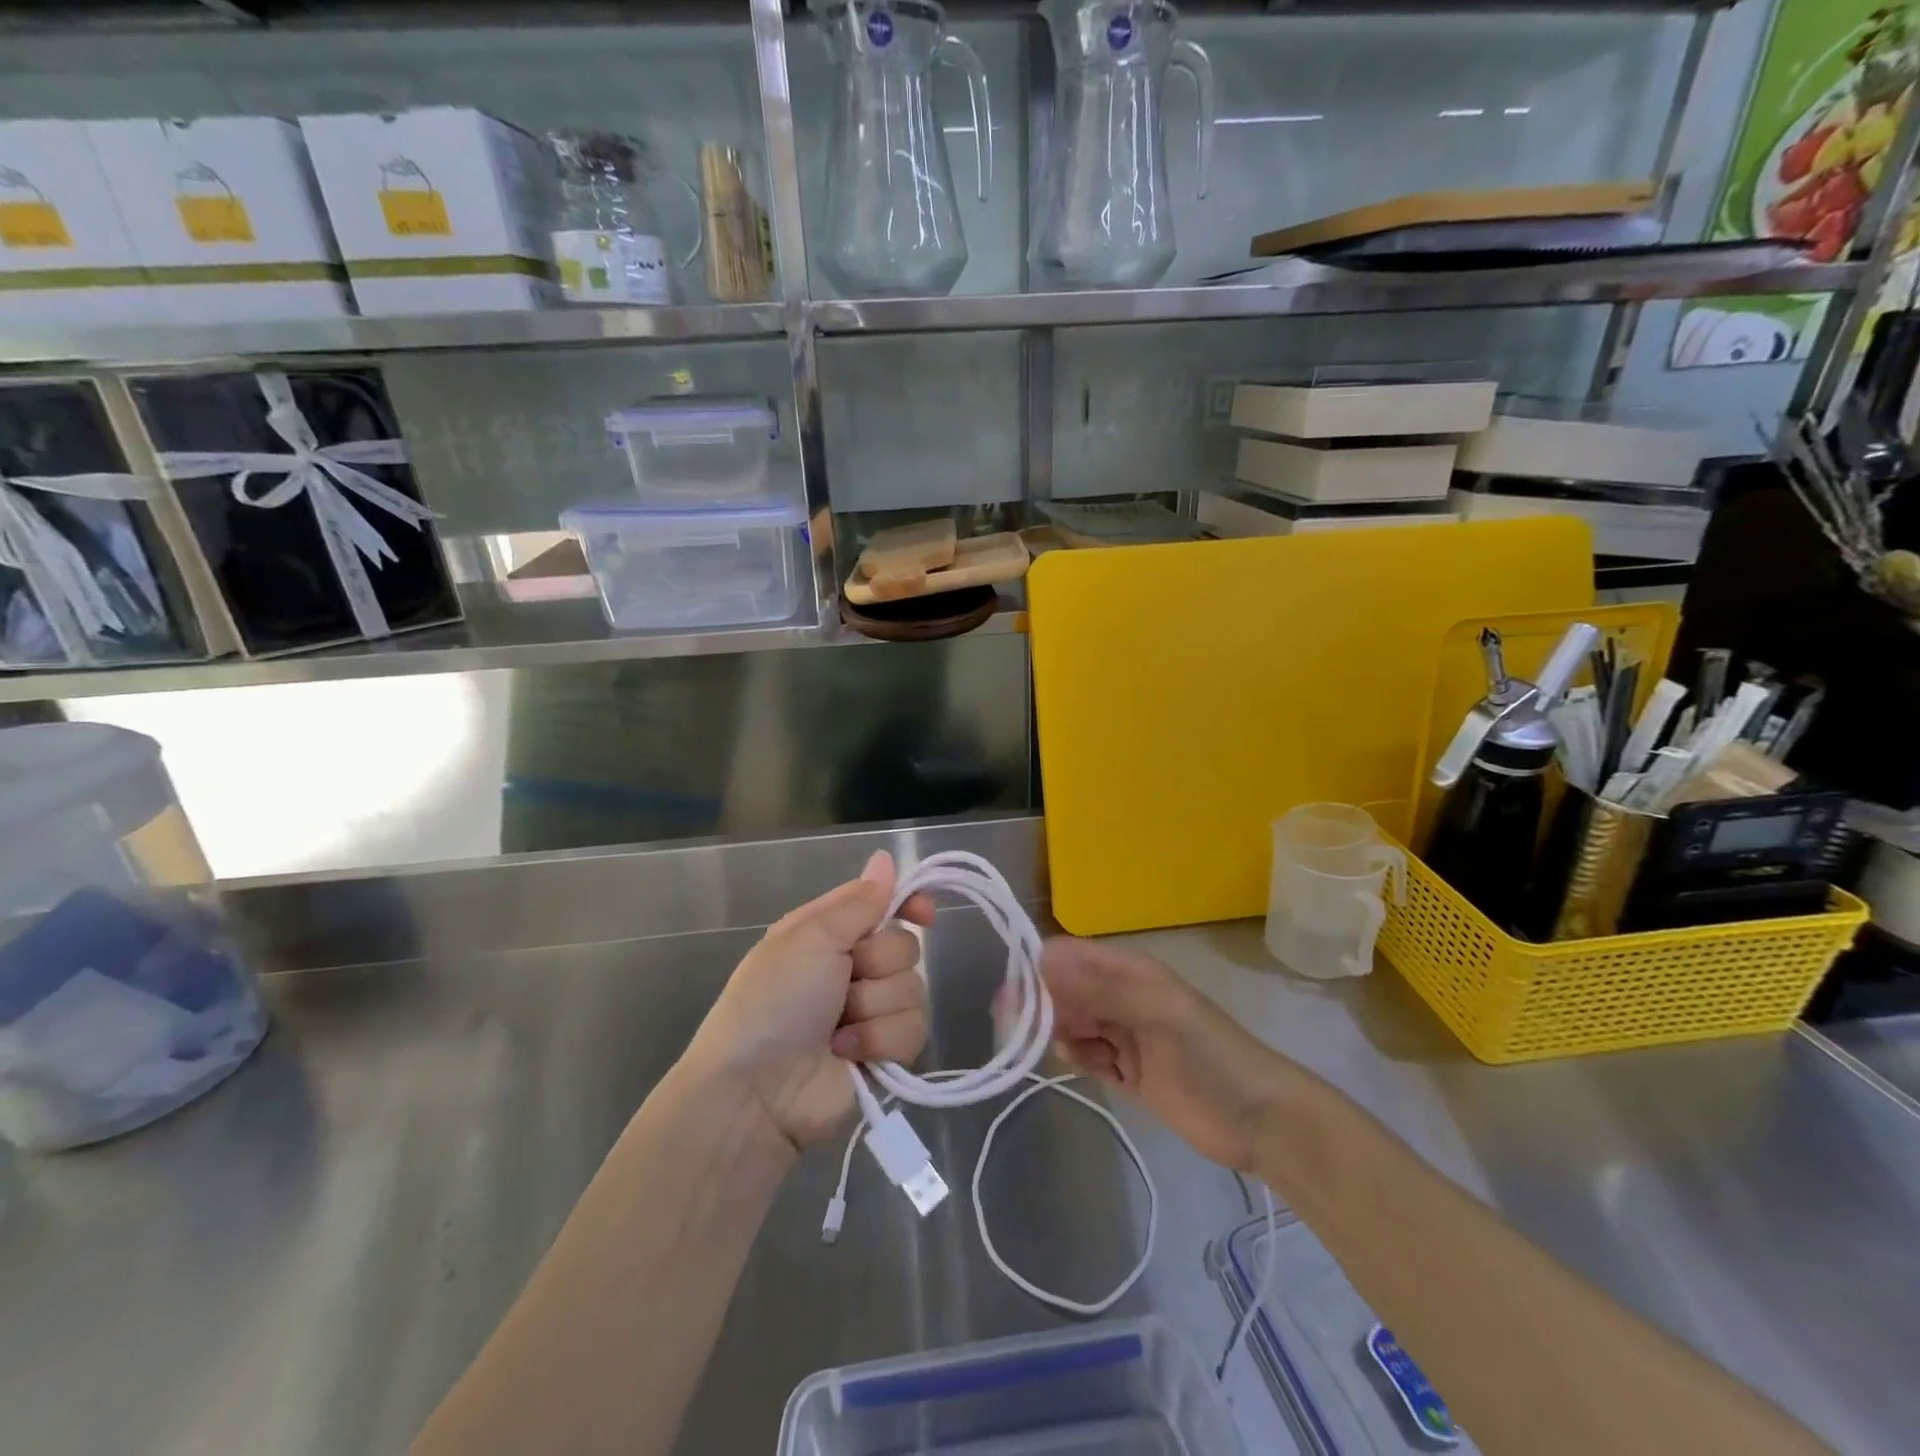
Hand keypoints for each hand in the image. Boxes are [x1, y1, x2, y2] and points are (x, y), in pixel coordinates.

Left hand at [683, 851, 934, 1151]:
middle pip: (905, 946)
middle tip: (843, 980)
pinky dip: (879, 1040)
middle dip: (877, 964)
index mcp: (830, 932)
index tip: (923, 913)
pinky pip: (913, 1030)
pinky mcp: (885, 1051)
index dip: (908, 904)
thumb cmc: (774, 1000)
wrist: (756, 1091)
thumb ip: (859, 901)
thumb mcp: (809, 937)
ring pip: (913, 989)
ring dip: (873, 1008)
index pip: (884, 903)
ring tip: (836, 1028)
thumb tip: (886, 858)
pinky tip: (847, 1052)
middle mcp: (853, 966)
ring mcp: (871, 1010)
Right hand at [1042, 938, 1283, 1171]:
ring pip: (1070, 1023)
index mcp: (1129, 971)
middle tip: (1025, 1034)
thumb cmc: (1210, 1057)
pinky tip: (1091, 1069)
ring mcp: (1123, 1034)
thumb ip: (1102, 989)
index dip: (1038, 971)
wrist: (1259, 1121)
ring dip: (1061, 1035)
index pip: (1069, 957)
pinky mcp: (1125, 1070)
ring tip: (1079, 1054)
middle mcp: (1120, 996)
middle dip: (1042, 1008)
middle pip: (1063, 991)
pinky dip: (1079, 1059)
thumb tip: (1043, 959)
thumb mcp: (1158, 1016)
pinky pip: (1085, 1055)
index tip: (1014, 999)